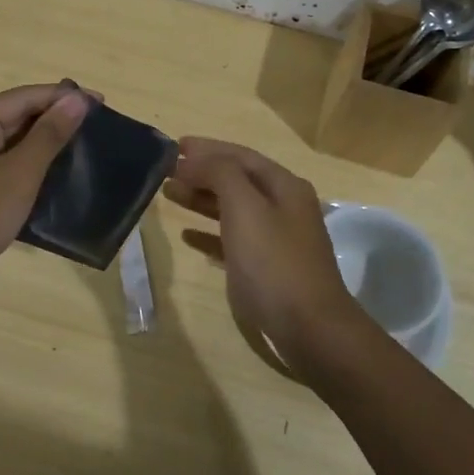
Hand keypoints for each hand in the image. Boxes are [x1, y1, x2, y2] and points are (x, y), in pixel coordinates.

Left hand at [0, 84, 90, 309]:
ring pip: (11, 147)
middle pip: (15, 118)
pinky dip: (30, 172)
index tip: (103, 102)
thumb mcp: (16, 176)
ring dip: (45, 148)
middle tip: (100, 128)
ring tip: (86, 152)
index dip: (63, 97)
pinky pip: (4, 171)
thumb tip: (76, 99)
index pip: (23, 97)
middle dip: (55, 121)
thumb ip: (48, 135)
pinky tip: (58, 181)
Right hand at [163, 138, 371, 375]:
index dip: (207, 148)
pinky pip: (233, 241)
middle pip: (236, 180)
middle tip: (164, 172)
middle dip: (201, 173)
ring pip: (233, 209)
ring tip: (169, 195)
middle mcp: (283, 207)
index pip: (240, 155)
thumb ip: (220, 174)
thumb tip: (196, 159)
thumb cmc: (274, 262)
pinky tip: (188, 236)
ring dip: (201, 200)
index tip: (174, 146)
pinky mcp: (267, 269)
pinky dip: (210, 234)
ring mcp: (277, 239)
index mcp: (284, 186)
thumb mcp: (245, 208)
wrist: (309, 328)